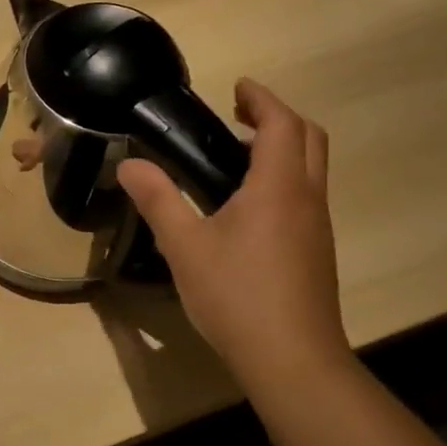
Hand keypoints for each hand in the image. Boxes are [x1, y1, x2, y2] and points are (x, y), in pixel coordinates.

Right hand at [117, 79, 348, 393]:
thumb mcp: (184, 246)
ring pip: (311, 169)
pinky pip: (305, 196)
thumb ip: (158, 200)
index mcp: (278, 187)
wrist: (291, 358)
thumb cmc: (236, 295)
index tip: (237, 87)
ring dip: (283, 149)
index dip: (261, 98)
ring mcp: (317, 227)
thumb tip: (129, 165)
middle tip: (238, 116)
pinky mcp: (316, 252)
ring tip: (235, 158)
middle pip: (309, 139)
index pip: (281, 124)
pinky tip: (246, 208)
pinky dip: (283, 179)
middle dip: (278, 117)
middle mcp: (307, 198)